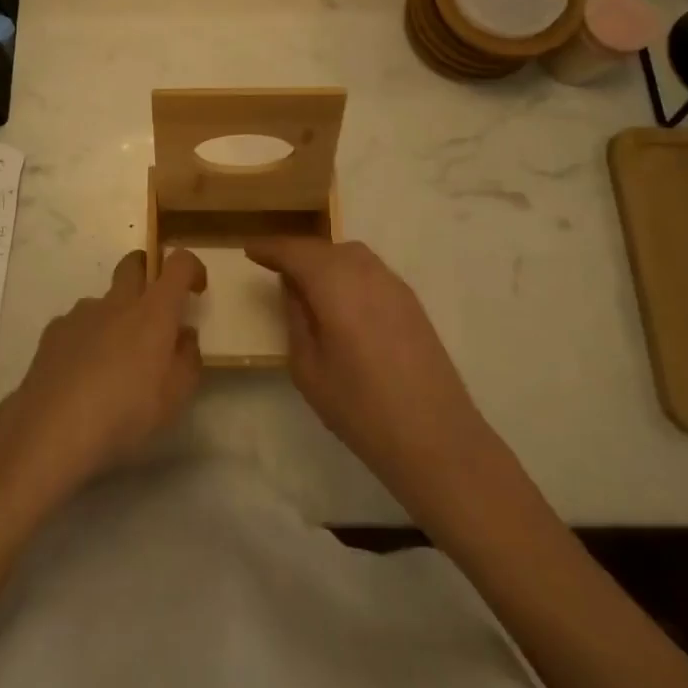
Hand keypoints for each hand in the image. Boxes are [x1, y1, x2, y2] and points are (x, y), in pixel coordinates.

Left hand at [0, 249, 206, 496]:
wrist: (52, 429)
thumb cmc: (125, 413)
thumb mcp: (175, 398)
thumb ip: (187, 360)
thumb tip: (184, 335)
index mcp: (153, 311)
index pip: (178, 264)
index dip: (192, 267)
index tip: (196, 289)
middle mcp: (118, 301)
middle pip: (134, 263)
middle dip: (147, 273)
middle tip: (154, 309)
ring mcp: (82, 313)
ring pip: (105, 300)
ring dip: (115, 317)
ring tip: (113, 363)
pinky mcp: (54, 332)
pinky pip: (78, 325)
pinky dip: (87, 340)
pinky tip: (82, 376)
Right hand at [245, 237, 502, 515]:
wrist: (437, 440)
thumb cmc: (361, 409)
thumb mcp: (308, 369)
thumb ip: (296, 319)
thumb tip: (293, 287)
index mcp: (334, 284)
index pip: (294, 251)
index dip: (270, 248)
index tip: (250, 250)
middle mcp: (365, 272)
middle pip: (323, 248)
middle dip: (297, 253)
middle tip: (275, 268)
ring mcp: (393, 284)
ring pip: (349, 255)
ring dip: (324, 260)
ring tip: (308, 284)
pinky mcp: (411, 302)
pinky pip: (370, 271)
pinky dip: (348, 273)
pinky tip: (342, 300)